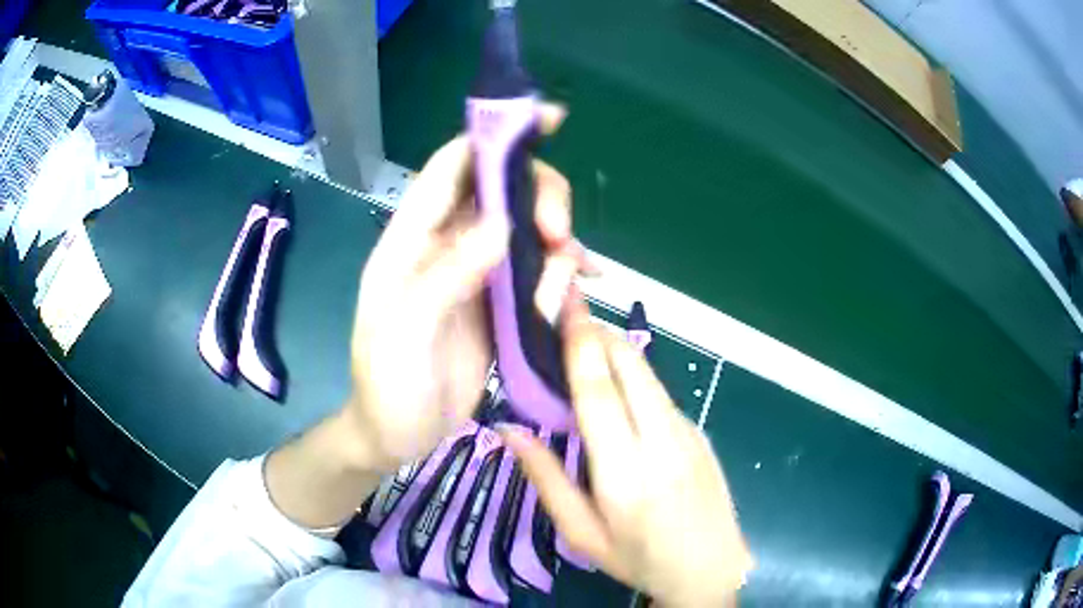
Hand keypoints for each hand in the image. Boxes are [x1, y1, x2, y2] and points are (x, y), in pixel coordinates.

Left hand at [342, 104, 573, 471]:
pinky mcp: (499, 304)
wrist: (397, 434)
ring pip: (527, 230)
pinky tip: (580, 287)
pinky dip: (562, 274)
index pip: (453, 167)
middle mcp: (447, 245)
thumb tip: (500, 224)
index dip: (495, 137)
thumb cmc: (388, 384)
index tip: (547, 120)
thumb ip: (446, 275)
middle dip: (541, 201)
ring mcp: (476, 274)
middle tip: (561, 240)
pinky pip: (538, 272)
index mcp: (412, 240)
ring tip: (570, 276)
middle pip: (502, 192)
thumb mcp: (405, 331)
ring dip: (557, 244)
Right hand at [500, 294, 753, 606]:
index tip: (564, 303)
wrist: (712, 569)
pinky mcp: (700, 432)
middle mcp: (661, 442)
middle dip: (598, 332)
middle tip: (566, 315)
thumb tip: (508, 429)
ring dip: (616, 351)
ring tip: (583, 344)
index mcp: (625, 474)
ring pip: (648, 374)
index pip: (599, 392)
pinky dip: (634, 378)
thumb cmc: (639, 559)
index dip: (580, 342)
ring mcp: (688, 433)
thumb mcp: (582, 534)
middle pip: (630, 366)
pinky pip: (660, 395)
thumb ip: (546, 480)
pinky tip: (617, 392)